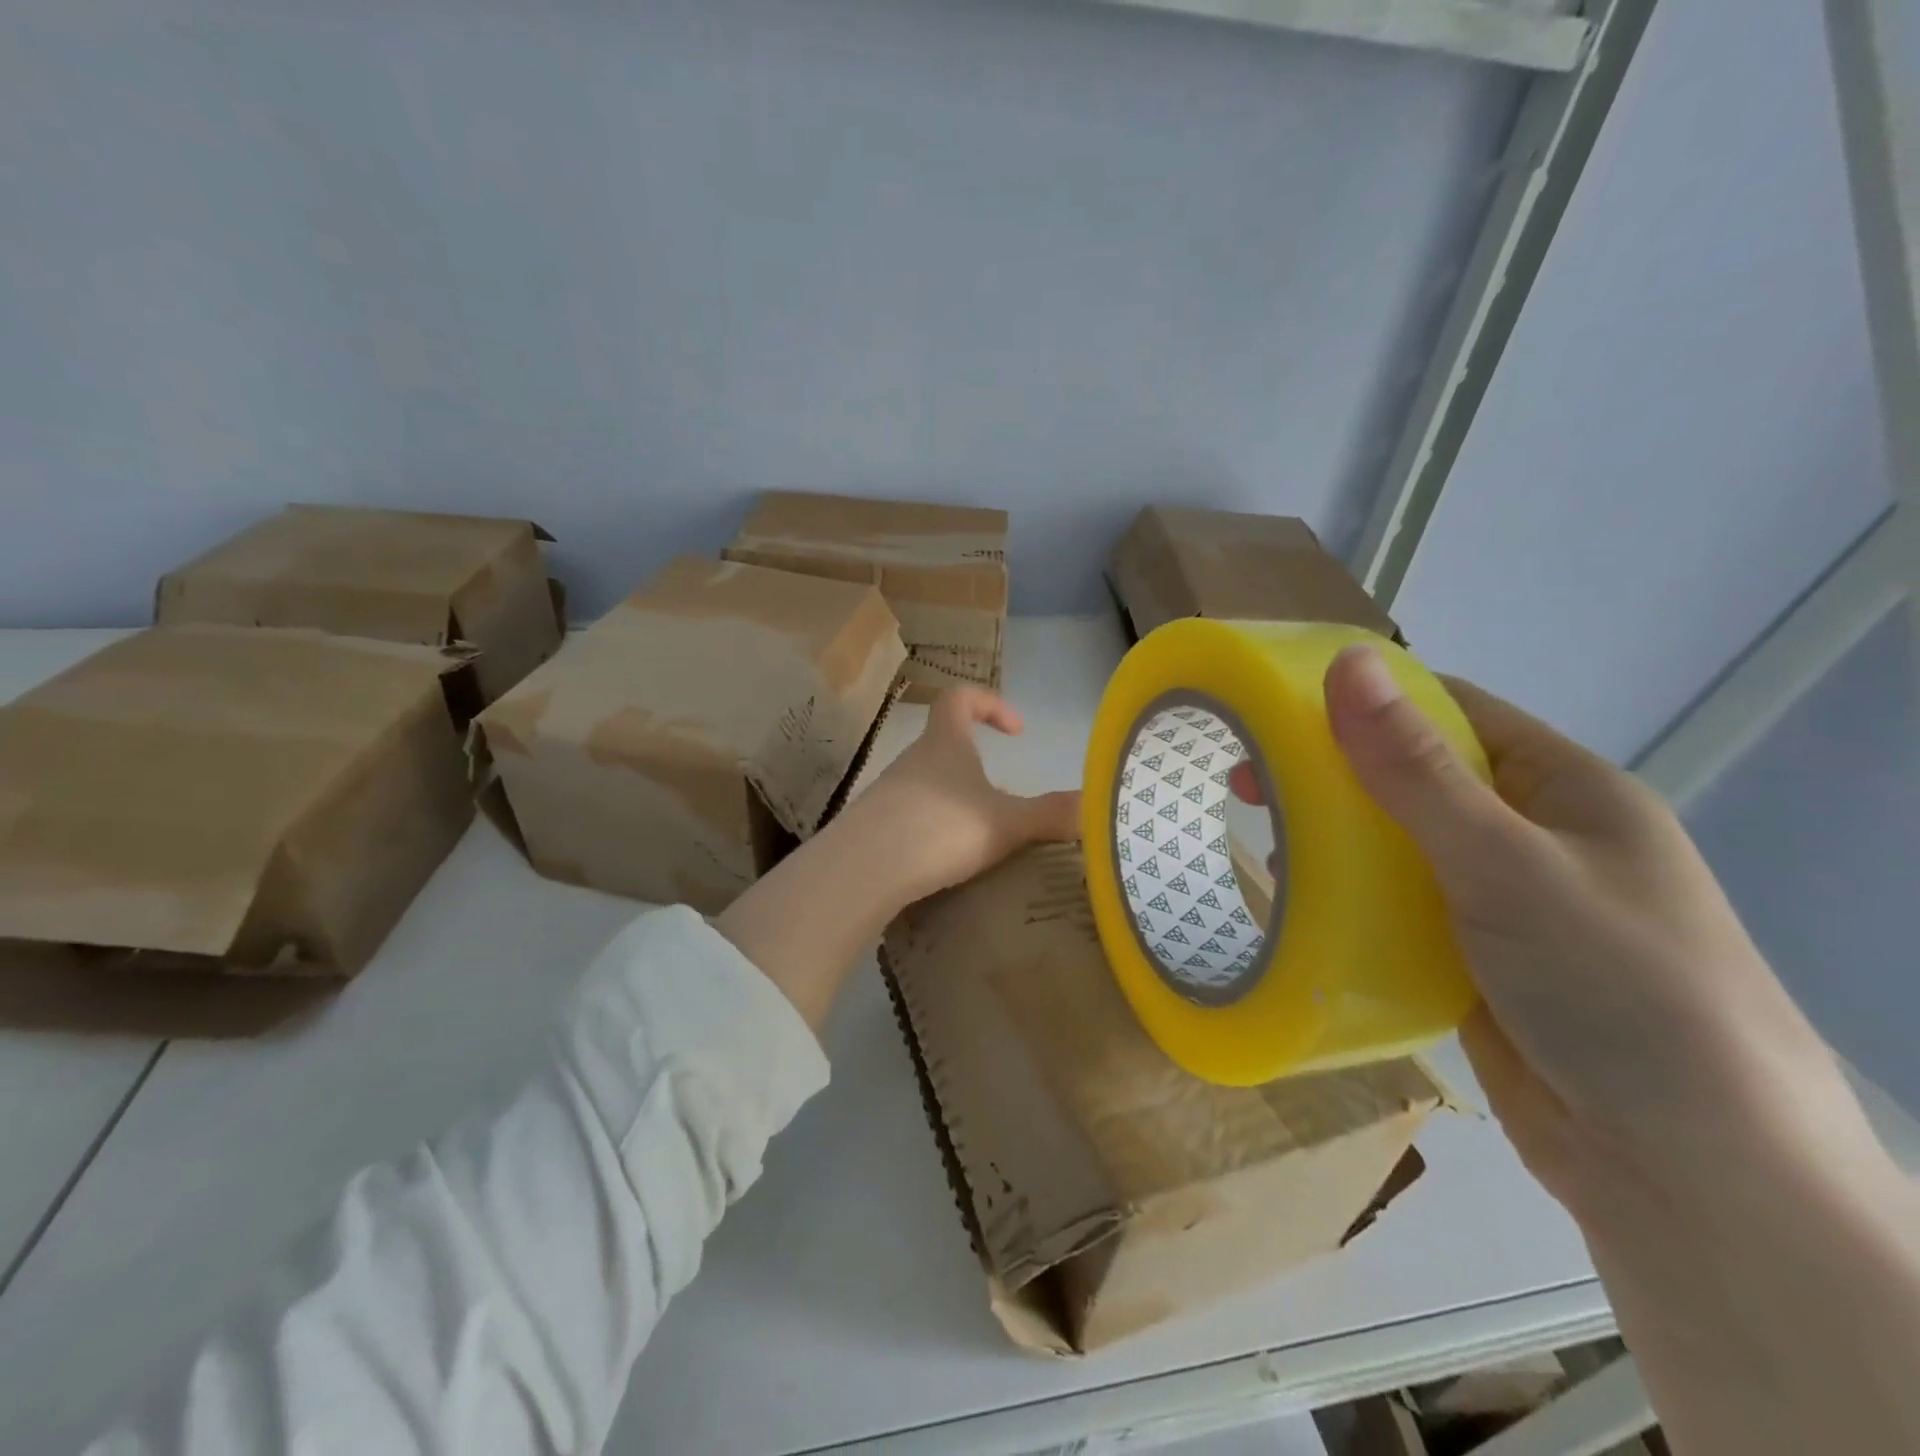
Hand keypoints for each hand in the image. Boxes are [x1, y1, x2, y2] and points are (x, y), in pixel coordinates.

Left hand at [850, 687, 1080, 905]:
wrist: (864, 869)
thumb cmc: (941, 828)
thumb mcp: (1006, 823)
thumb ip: (1051, 814)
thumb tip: (1094, 806)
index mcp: (945, 743)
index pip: (960, 698)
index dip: (990, 703)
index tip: (1017, 731)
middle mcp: (912, 759)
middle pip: (943, 743)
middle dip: (975, 763)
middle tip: (1003, 797)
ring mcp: (886, 792)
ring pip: (926, 783)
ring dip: (953, 799)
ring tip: (979, 835)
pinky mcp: (871, 826)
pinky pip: (908, 816)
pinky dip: (930, 828)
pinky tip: (944, 860)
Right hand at [1320, 645, 1851, 1216]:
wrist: (1689, 1176)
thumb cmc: (1614, 986)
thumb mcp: (1505, 862)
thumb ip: (1416, 768)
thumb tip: (1346, 661)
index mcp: (1563, 788)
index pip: (1452, 710)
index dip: (1368, 699)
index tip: (1279, 707)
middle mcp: (1535, 836)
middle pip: (1415, 778)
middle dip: (1334, 775)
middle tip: (1248, 784)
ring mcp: (1505, 902)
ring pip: (1399, 847)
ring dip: (1335, 839)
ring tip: (1265, 843)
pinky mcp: (1475, 960)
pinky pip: (1399, 908)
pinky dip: (1351, 899)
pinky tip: (1303, 902)